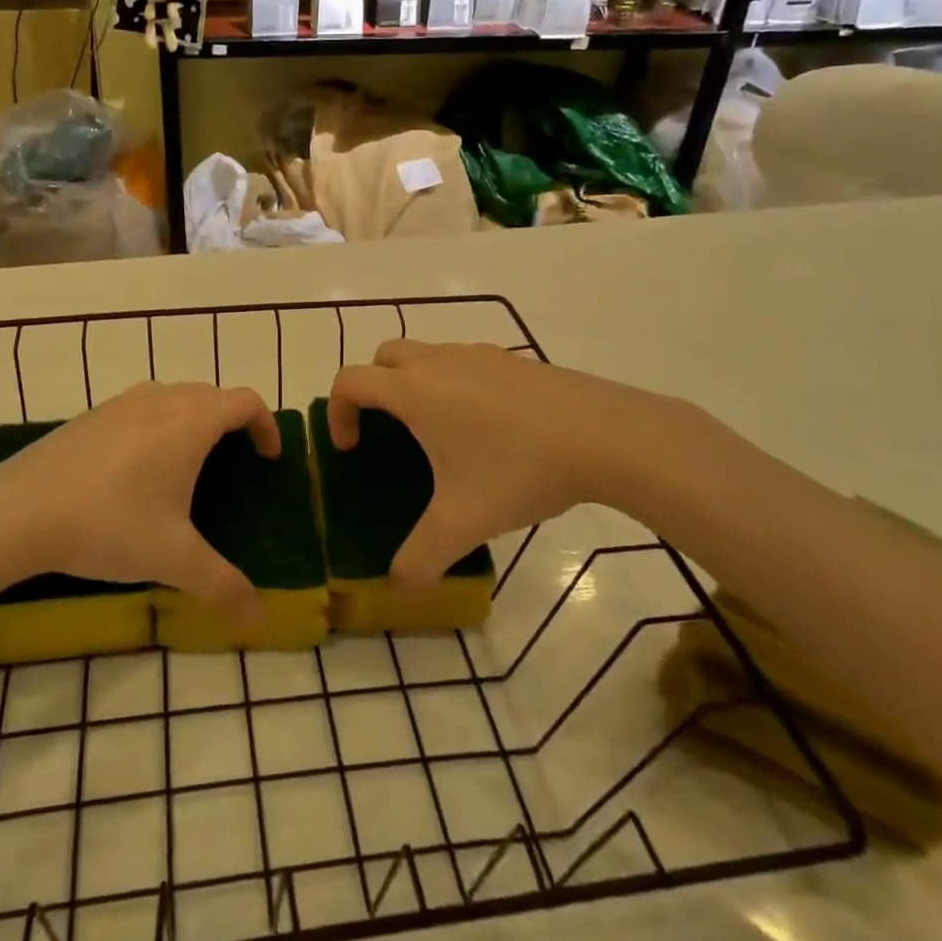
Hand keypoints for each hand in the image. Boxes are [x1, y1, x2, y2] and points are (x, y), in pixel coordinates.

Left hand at [0, 383, 278, 621]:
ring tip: (188, 468)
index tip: (268, 459)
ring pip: (174, 398)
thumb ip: (222, 585)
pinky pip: (142, 409)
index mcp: (190, 421)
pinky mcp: (92, 415)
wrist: (18, 510)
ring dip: (194, 421)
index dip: (267, 425)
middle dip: (232, 424)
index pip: (245, 401)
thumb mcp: (172, 558)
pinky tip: (136, 472)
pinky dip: (158, 426)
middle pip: (212, 395)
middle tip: (234, 466)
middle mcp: (161, 399)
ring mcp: (122, 403)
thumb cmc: (109, 524)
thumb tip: (259, 618)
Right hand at [326, 340, 705, 585]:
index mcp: (413, 392)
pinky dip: (455, 383)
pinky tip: (488, 427)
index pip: (350, 381)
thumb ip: (422, 556)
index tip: (352, 449)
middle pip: (383, 357)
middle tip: (388, 432)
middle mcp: (437, 362)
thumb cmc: (519, 469)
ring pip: (426, 354)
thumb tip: (399, 586)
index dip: (338, 412)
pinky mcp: (512, 359)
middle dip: (373, 388)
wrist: (603, 434)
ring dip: (415, 383)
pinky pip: (465, 362)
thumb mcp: (464, 521)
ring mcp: (477, 354)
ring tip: (441, 433)